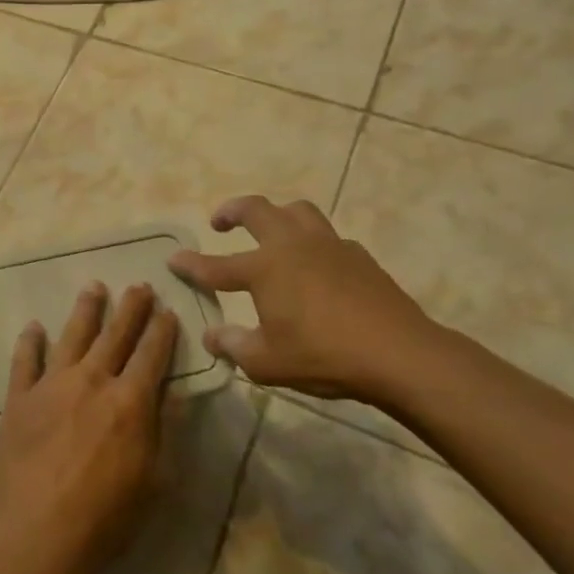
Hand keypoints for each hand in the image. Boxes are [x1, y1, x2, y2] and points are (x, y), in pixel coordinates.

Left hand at [0, 282, 177, 573]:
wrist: (40, 532)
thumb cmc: (106, 516)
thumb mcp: (154, 480)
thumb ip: (161, 430)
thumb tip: (169, 392)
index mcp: (129, 401)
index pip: (151, 355)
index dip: (162, 331)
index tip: (167, 310)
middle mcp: (91, 381)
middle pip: (115, 335)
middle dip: (131, 308)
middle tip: (139, 285)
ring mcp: (51, 385)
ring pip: (72, 336)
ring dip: (86, 310)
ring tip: (94, 287)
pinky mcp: (19, 398)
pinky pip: (24, 361)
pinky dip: (30, 342)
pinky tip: (33, 327)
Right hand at [168, 195, 445, 403]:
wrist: (401, 355)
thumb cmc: (324, 357)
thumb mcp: (267, 362)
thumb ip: (234, 346)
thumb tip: (212, 336)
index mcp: (264, 268)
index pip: (215, 266)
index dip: (191, 265)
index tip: (173, 259)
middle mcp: (292, 246)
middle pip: (256, 210)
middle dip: (232, 210)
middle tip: (220, 221)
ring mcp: (329, 246)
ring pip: (297, 211)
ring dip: (277, 214)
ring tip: (271, 229)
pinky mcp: (359, 256)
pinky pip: (328, 237)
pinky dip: (312, 242)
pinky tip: (316, 266)